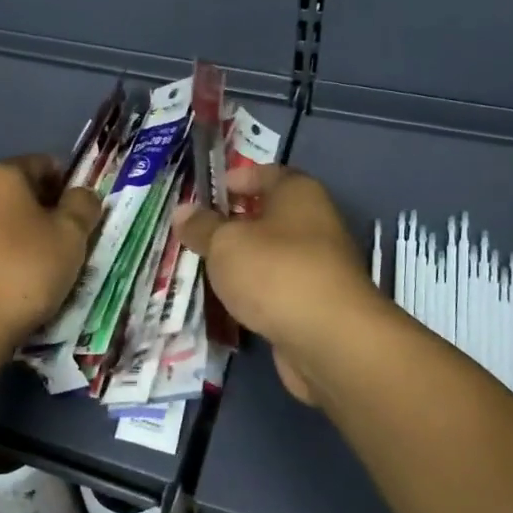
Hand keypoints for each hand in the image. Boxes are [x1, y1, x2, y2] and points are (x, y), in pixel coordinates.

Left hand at [0, 155, 101, 352]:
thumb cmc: (25, 269)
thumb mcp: (71, 235)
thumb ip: (83, 206)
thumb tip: (82, 195)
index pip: (43, 164)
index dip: (69, 185)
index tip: (83, 215)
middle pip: (19, 194)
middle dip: (45, 213)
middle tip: (69, 245)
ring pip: (0, 223)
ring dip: (23, 238)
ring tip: (45, 271)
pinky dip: (3, 259)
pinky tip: (16, 287)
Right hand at [175, 165, 381, 405]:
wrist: (329, 339)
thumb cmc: (275, 272)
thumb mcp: (226, 243)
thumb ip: (202, 227)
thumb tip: (183, 211)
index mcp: (298, 193)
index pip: (265, 174)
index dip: (234, 180)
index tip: (204, 195)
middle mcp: (315, 222)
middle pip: (269, 215)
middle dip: (233, 223)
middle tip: (196, 234)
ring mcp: (319, 265)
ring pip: (272, 254)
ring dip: (243, 260)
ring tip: (204, 267)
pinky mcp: (316, 302)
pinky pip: (277, 287)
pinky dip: (255, 290)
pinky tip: (230, 300)